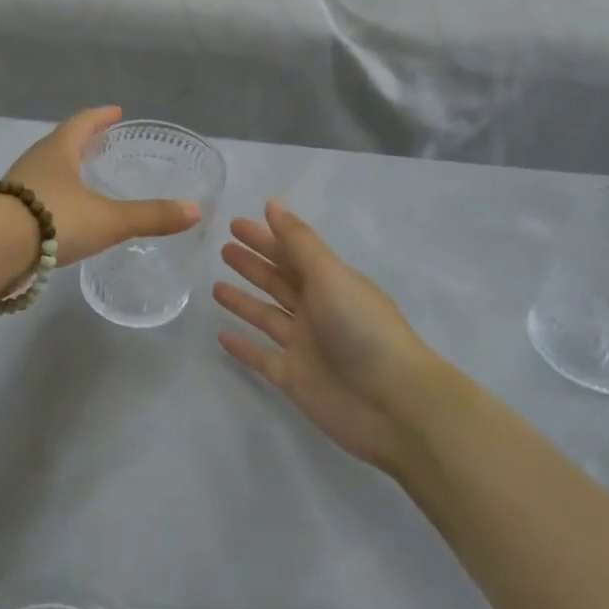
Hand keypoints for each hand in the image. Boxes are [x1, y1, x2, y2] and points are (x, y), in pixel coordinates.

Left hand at [5, 107, 201, 266]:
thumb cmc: (54, 219)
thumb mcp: (109, 219)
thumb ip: (151, 216)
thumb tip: (195, 210)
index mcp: (58, 150)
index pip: (82, 123)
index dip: (100, 117)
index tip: (115, 112)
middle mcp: (34, 161)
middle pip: (61, 144)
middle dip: (81, 142)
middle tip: (101, 144)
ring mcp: (15, 187)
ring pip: (45, 171)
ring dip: (64, 171)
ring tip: (82, 180)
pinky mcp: (3, 213)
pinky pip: (33, 197)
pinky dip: (51, 198)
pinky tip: (59, 216)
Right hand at [215, 202, 434, 471]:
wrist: (394, 404)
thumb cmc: (362, 328)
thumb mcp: (330, 275)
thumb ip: (299, 242)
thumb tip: (273, 204)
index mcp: (330, 283)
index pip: (292, 253)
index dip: (266, 238)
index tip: (236, 224)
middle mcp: (317, 311)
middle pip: (278, 282)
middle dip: (253, 265)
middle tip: (223, 249)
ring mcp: (305, 346)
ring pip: (267, 316)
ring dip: (243, 302)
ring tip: (215, 287)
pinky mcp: (294, 379)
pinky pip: (262, 358)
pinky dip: (243, 347)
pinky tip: (220, 335)